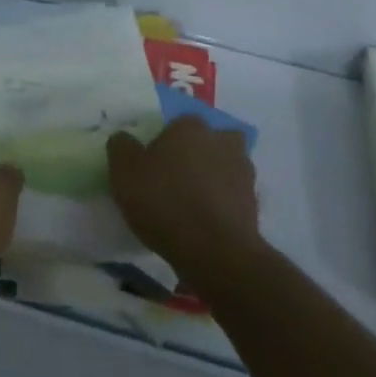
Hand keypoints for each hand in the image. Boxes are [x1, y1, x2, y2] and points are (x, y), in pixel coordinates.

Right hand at [108, 116, 260, 284]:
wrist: (215, 252)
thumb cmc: (164, 202)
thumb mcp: (124, 172)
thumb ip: (121, 147)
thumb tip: (124, 139)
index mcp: (190, 127)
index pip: (177, 124)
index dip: (164, 143)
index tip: (152, 166)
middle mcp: (221, 141)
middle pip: (208, 142)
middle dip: (197, 155)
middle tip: (176, 180)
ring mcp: (243, 173)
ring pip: (224, 167)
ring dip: (213, 179)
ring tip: (192, 206)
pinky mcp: (254, 204)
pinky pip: (233, 197)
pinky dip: (222, 206)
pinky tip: (205, 224)